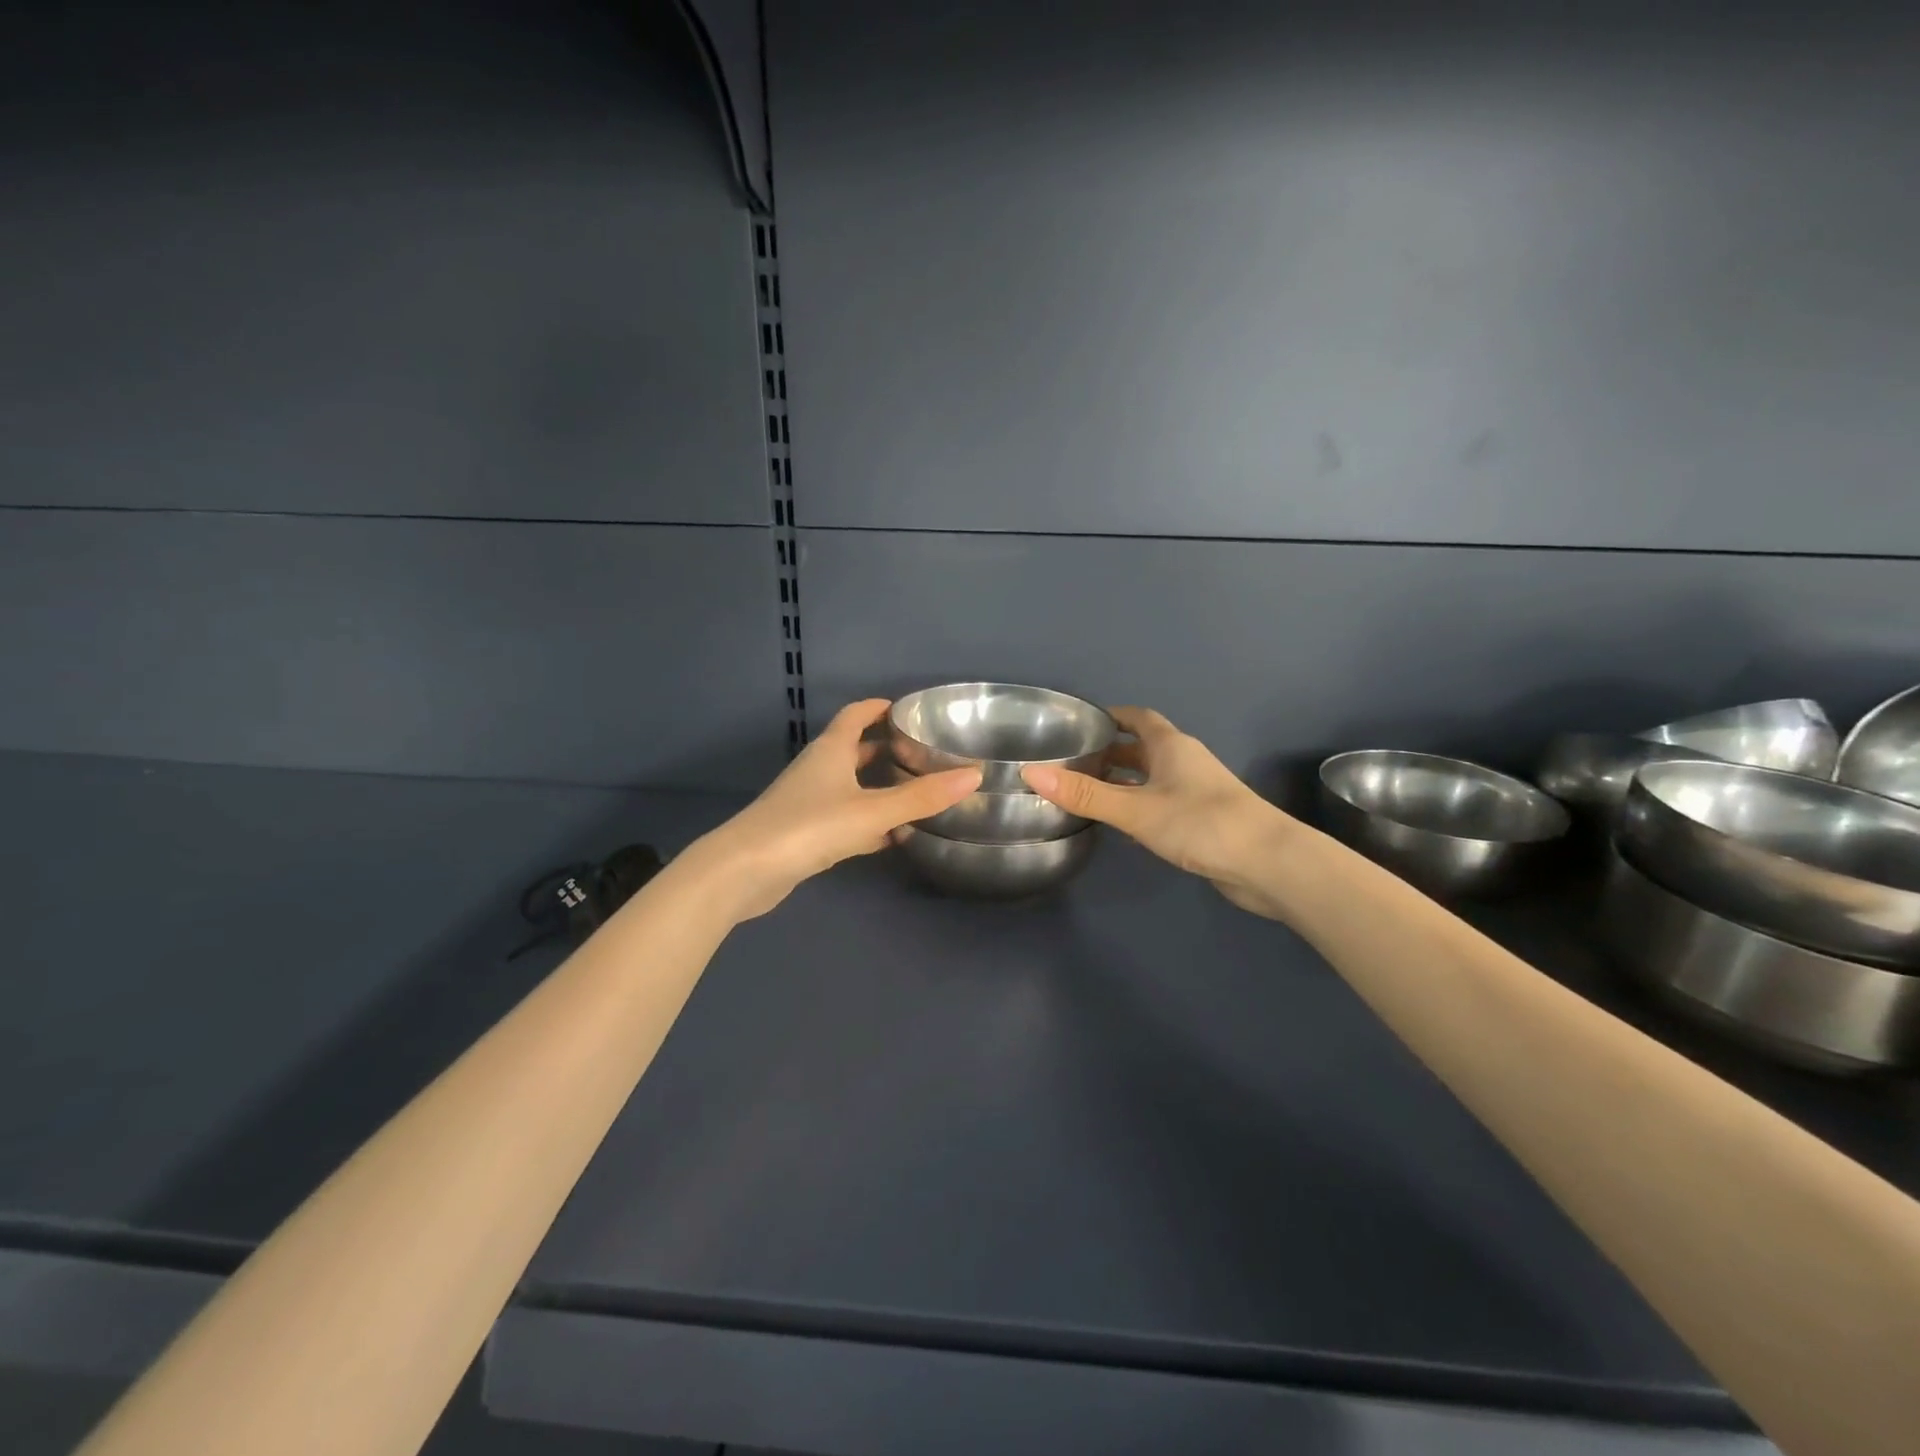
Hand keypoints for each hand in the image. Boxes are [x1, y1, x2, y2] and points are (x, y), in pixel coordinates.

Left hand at [690, 699, 980, 920]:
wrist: (745, 870)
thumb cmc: (809, 826)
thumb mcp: (872, 810)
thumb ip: (921, 796)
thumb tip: (973, 775)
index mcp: (831, 750)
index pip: (856, 715)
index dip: (879, 708)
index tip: (908, 708)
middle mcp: (818, 769)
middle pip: (854, 750)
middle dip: (885, 748)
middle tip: (923, 751)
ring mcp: (809, 802)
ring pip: (850, 786)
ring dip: (878, 786)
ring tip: (916, 791)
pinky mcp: (805, 834)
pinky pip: (845, 818)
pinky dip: (868, 822)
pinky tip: (891, 836)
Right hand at [1022, 707, 1289, 914]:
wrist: (1268, 863)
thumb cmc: (1201, 823)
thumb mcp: (1136, 809)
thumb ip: (1085, 794)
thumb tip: (1031, 773)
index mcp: (1171, 746)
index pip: (1137, 718)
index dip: (1111, 716)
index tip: (1079, 723)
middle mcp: (1184, 762)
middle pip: (1142, 748)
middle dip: (1109, 752)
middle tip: (1071, 762)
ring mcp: (1196, 791)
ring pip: (1151, 777)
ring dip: (1123, 781)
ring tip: (1086, 792)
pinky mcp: (1202, 820)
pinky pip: (1161, 803)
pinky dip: (1138, 806)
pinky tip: (1120, 825)